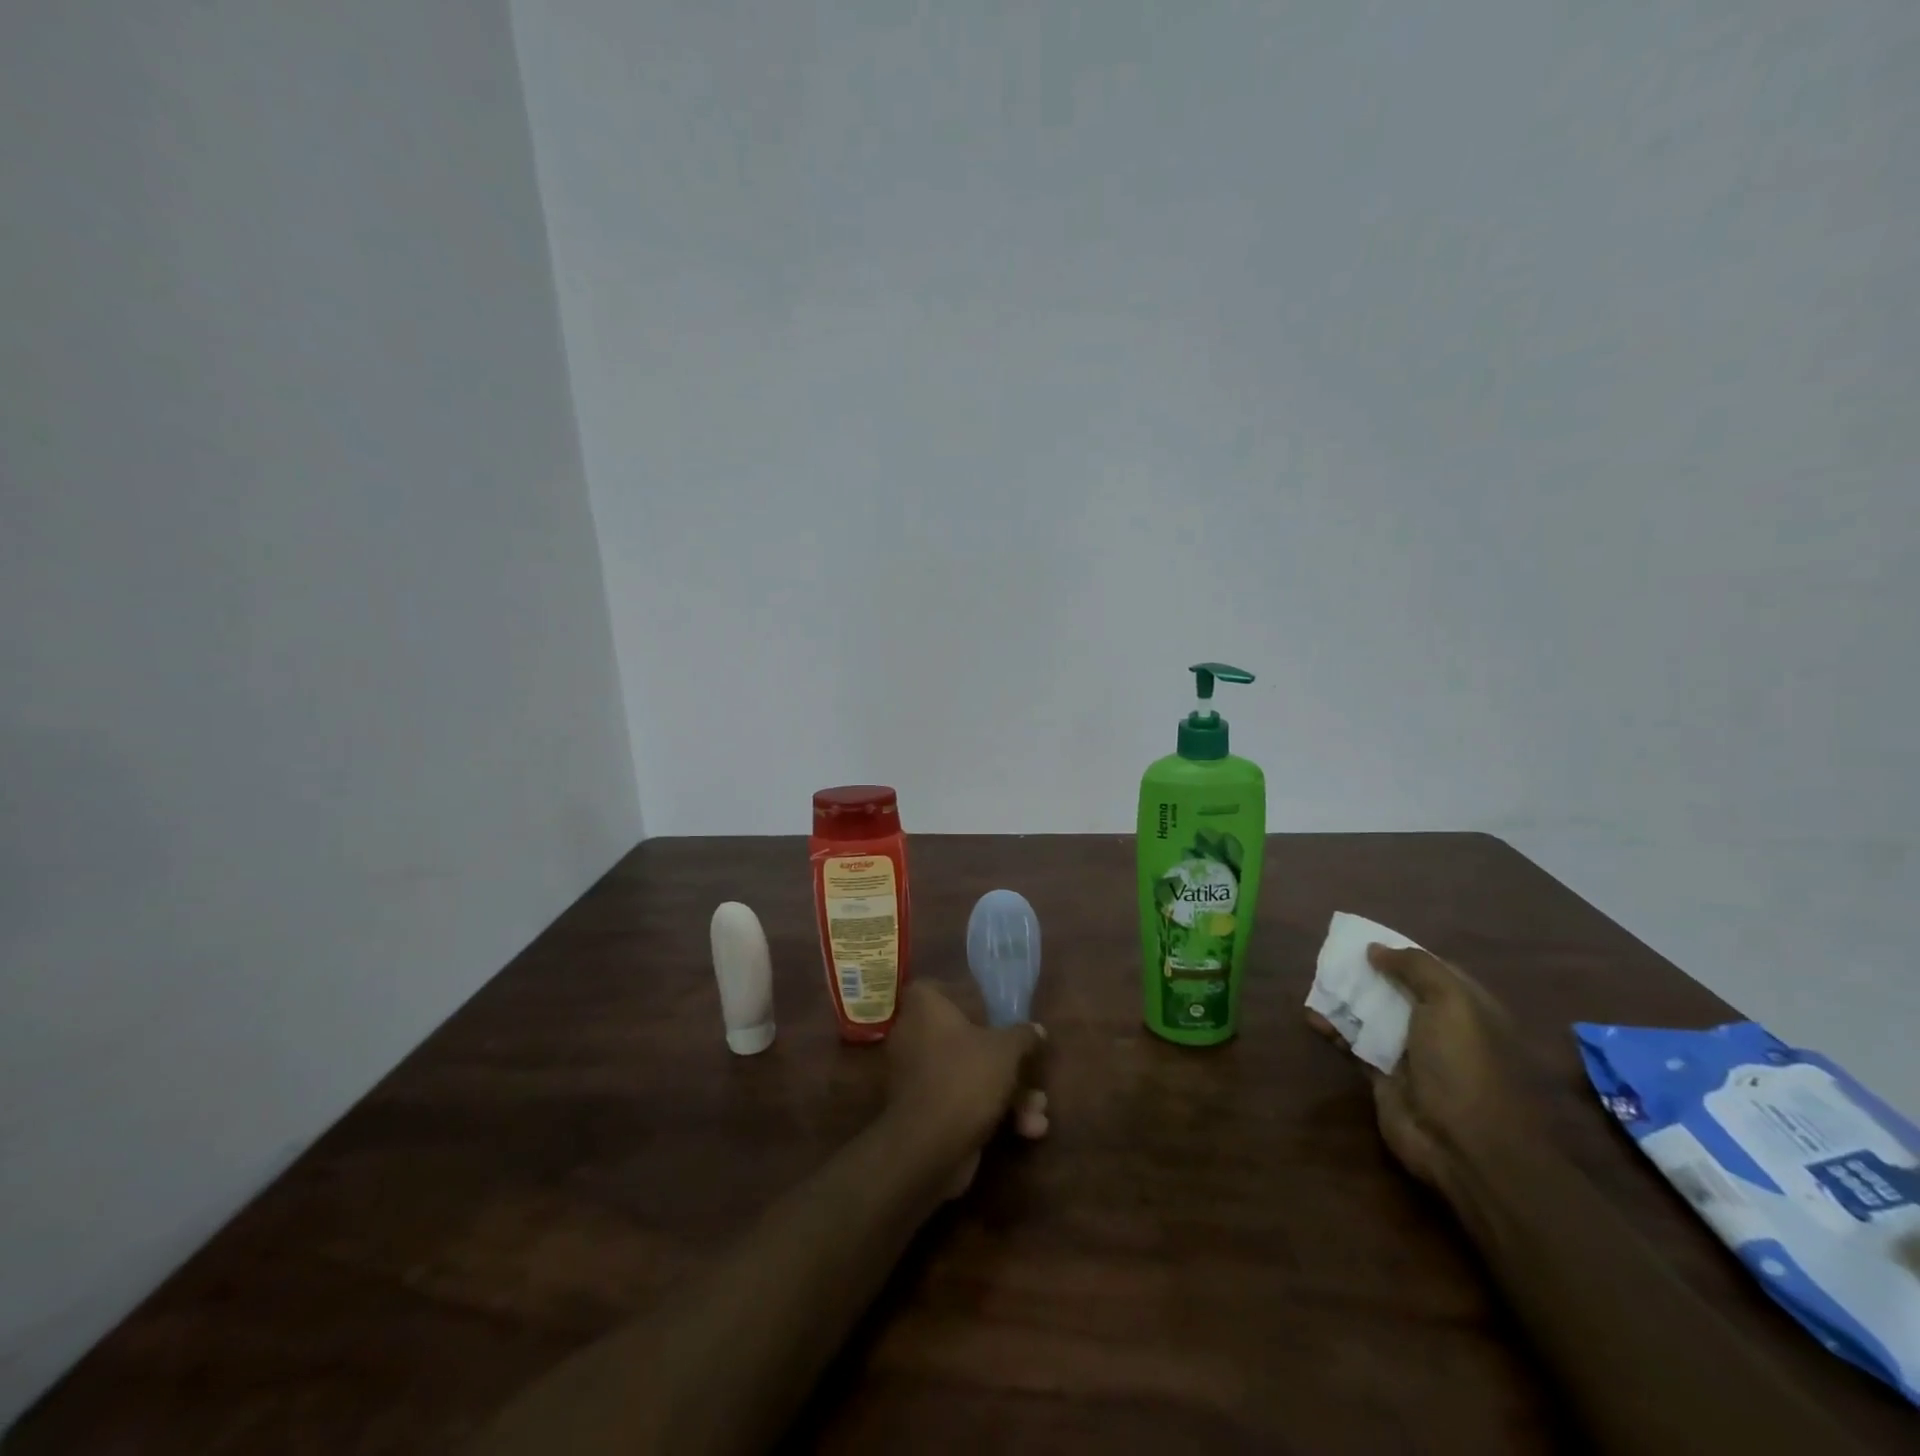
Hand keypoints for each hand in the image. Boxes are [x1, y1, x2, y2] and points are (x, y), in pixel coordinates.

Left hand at [885, 981, 1047, 1197]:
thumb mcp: (1006, 1050)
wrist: (928, 1148)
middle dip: (1004, 1059)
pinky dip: (991, 1114)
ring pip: (968, 1073)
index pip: (939, 988)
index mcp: (924, 1008)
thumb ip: (1023, 1035)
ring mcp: (917, 1077)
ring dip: (1008, 1093)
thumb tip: (1036, 1029)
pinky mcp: (924, 1112)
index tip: (994, 1011)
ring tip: (1039, 1108)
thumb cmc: (965, 1077)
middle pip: (964, 1037)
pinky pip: (962, 1101)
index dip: (966, 997)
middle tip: (1030, 1068)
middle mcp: (914, 1036)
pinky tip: (1028, 1129)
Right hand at [1307, 945, 1534, 1191]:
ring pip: (1371, 1015)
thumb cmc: (1464, 1065)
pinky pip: (1354, 1044)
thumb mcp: (1451, 1002)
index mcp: (1467, 1007)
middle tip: (1330, 959)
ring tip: (1315, 983)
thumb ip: (1415, 967)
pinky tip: (1311, 1017)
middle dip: (1365, 974)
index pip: (1430, 969)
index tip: (1363, 940)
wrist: (1465, 1147)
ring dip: (1344, 1000)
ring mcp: (1411, 1053)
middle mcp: (1440, 1027)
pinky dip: (1333, 1029)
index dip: (1399, 952)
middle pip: (1396, 990)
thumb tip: (1376, 949)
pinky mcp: (1384, 1076)